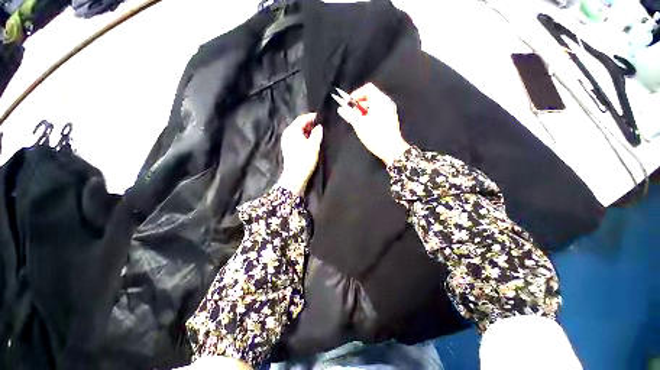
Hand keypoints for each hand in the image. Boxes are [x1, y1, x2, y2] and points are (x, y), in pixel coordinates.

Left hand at [276, 113, 322, 194]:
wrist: (295, 176)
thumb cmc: (304, 159)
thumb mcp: (314, 145)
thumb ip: (317, 133)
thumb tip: (319, 126)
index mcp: (292, 130)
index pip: (302, 118)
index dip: (312, 117)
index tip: (321, 117)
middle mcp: (288, 133)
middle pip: (300, 124)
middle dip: (310, 124)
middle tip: (321, 125)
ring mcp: (287, 141)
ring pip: (299, 132)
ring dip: (308, 131)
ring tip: (318, 133)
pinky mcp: (289, 148)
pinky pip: (297, 138)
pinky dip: (305, 137)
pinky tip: (311, 141)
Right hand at [337, 83, 409, 165]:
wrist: (391, 150)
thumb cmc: (375, 136)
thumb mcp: (359, 125)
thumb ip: (349, 115)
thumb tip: (341, 109)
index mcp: (380, 100)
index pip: (367, 88)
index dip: (356, 94)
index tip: (348, 104)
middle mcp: (386, 103)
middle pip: (369, 96)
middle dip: (358, 104)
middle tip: (350, 114)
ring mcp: (389, 111)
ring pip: (372, 105)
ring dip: (362, 110)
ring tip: (356, 121)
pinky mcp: (389, 118)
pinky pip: (376, 111)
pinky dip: (368, 114)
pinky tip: (364, 124)